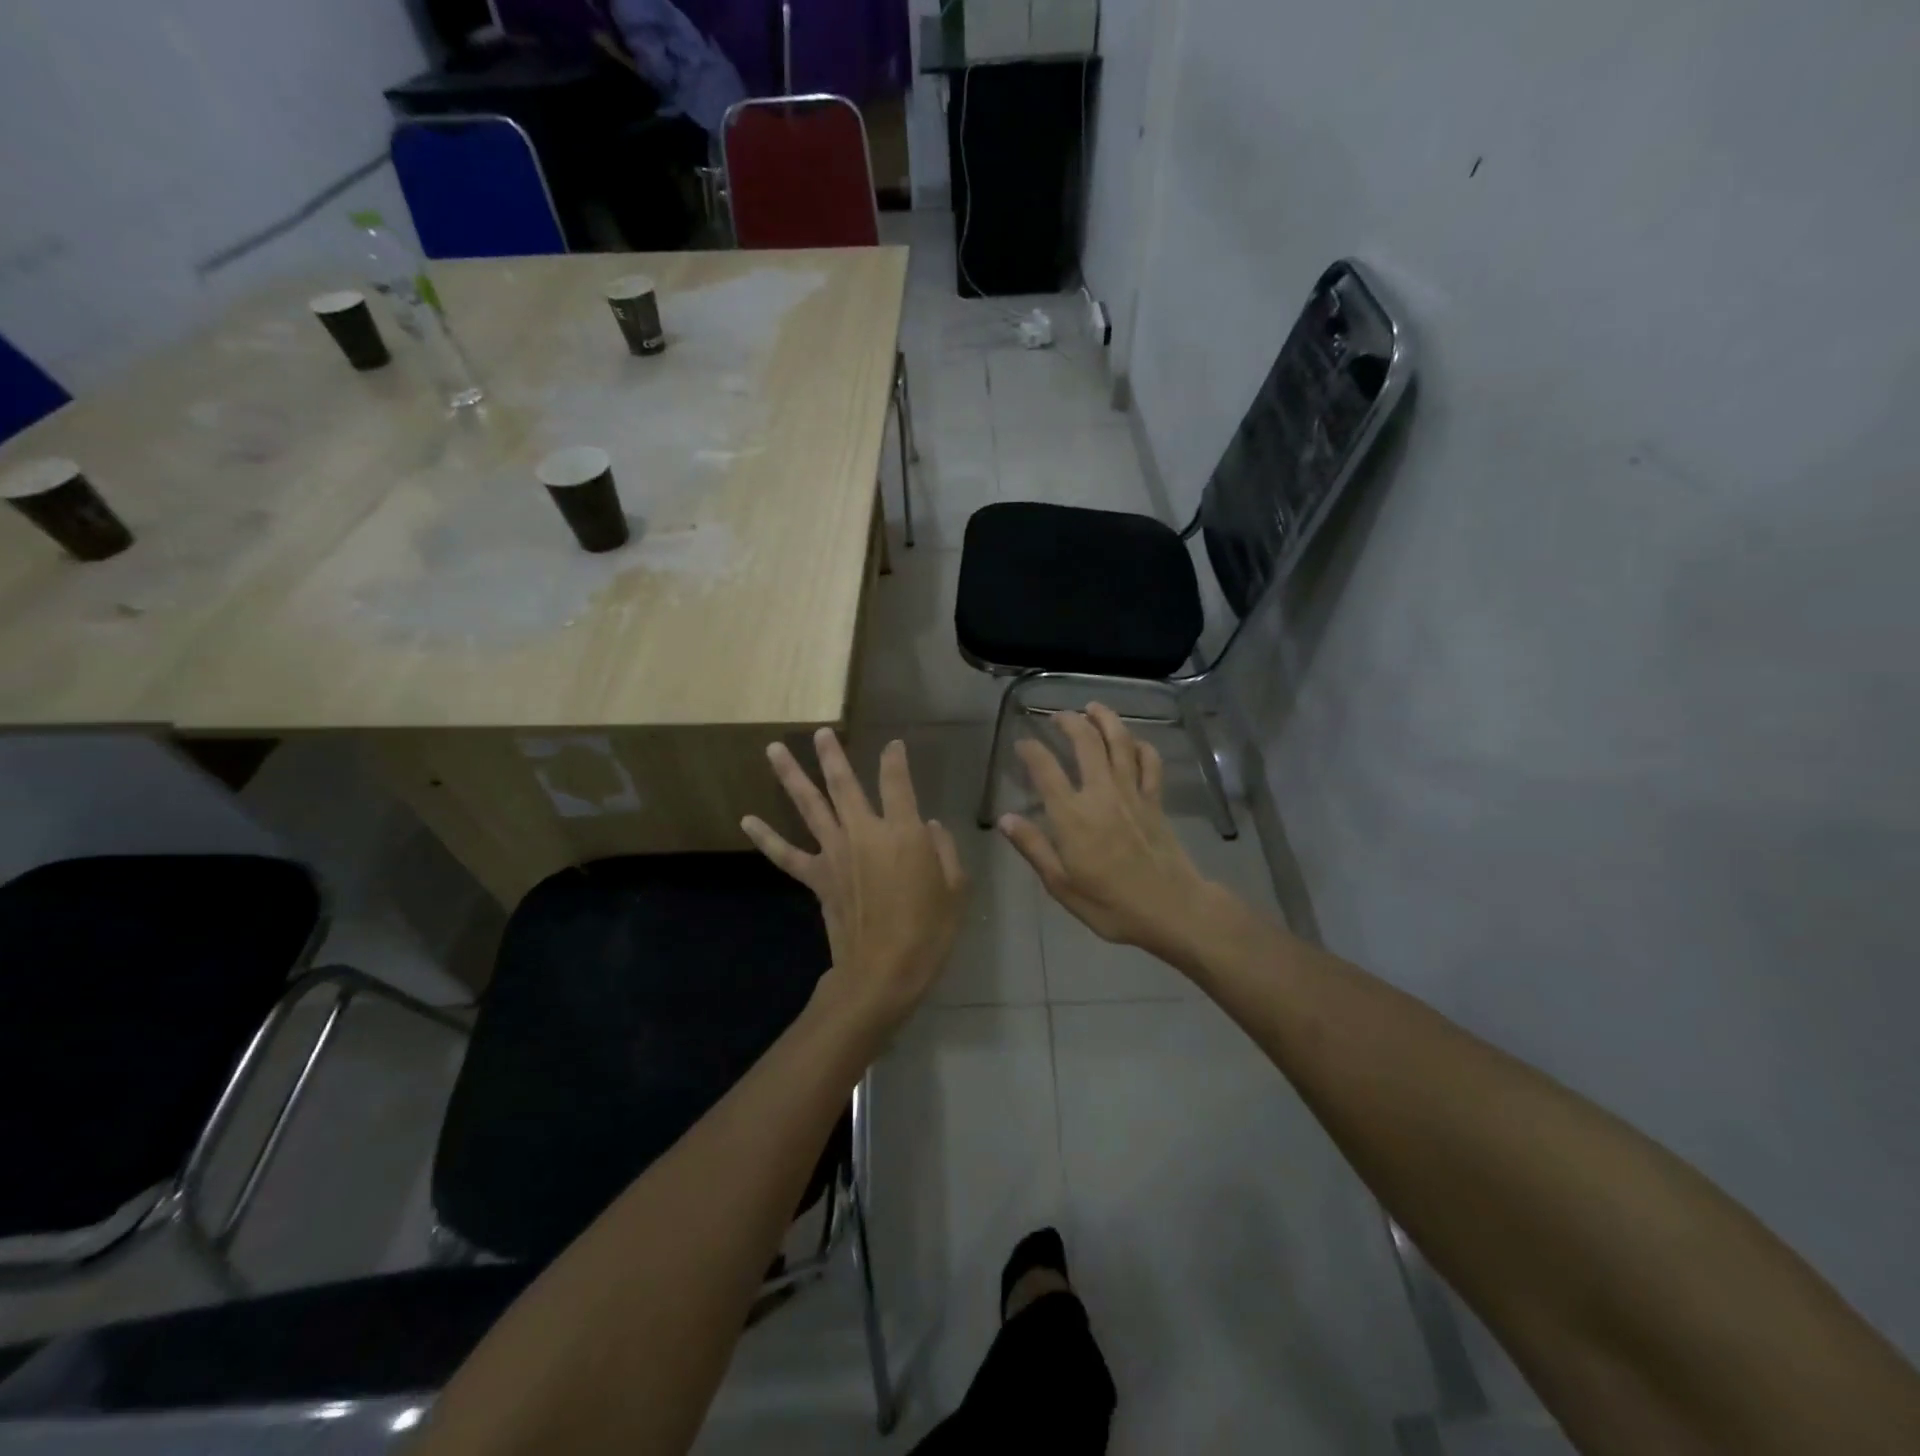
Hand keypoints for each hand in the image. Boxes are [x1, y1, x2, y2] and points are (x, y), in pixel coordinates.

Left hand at [743, 729, 966, 1026]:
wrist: (884, 971)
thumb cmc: (929, 930)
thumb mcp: (956, 888)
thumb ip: (944, 850)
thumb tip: (929, 826)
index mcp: (903, 832)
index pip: (898, 782)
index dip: (896, 760)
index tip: (894, 746)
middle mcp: (864, 832)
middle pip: (844, 784)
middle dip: (832, 755)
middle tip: (820, 732)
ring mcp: (834, 853)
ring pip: (809, 805)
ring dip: (791, 776)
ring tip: (773, 749)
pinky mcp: (816, 877)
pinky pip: (786, 854)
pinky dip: (766, 837)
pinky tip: (747, 819)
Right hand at [999, 704, 1217, 967]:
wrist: (1171, 909)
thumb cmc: (1110, 904)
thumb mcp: (1061, 884)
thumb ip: (1033, 847)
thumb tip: (1004, 818)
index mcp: (1072, 816)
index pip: (1045, 769)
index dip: (1031, 750)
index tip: (1022, 742)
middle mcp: (1101, 793)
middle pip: (1085, 742)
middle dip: (1069, 722)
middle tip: (1058, 715)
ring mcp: (1132, 793)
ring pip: (1119, 742)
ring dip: (1105, 719)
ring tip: (1093, 707)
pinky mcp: (1155, 800)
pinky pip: (1149, 762)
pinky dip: (1141, 746)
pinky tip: (1134, 741)